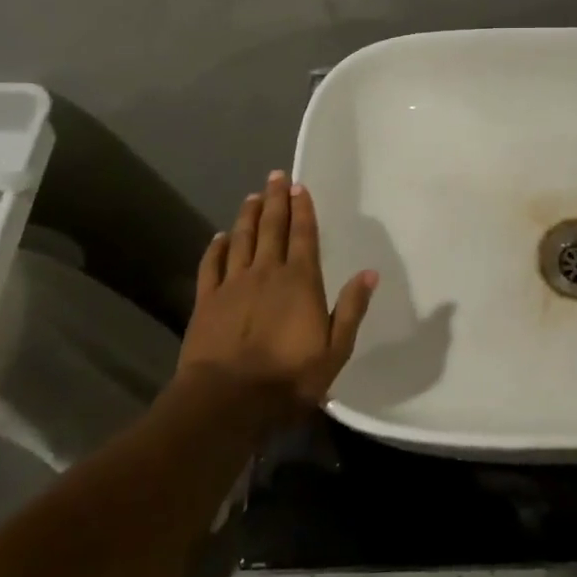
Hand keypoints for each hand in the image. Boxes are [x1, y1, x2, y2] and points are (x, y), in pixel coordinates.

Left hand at [175, 172, 377, 415]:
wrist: (227, 400)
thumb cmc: (288, 377)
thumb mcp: (335, 350)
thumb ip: (351, 309)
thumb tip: (369, 273)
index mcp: (300, 281)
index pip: (303, 236)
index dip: (302, 209)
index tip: (299, 186)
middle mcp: (266, 272)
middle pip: (272, 228)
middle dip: (276, 200)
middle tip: (276, 176)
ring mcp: (233, 284)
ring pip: (241, 239)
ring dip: (248, 216)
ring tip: (253, 196)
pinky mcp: (207, 300)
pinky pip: (211, 265)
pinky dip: (216, 247)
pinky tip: (219, 236)